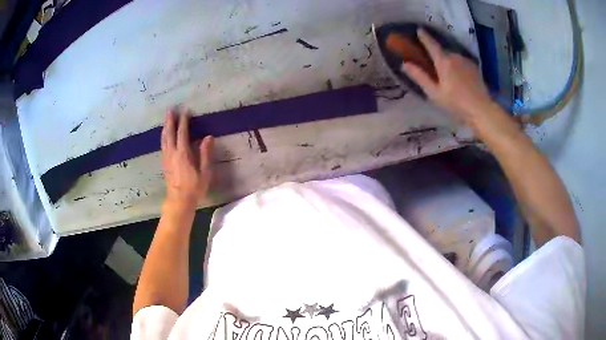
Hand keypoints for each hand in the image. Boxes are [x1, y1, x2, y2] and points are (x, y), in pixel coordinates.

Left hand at [161, 109, 213, 209]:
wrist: (179, 201)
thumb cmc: (194, 188)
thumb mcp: (205, 172)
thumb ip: (206, 154)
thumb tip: (209, 137)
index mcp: (183, 154)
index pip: (182, 133)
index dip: (183, 121)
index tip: (185, 111)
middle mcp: (172, 153)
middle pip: (169, 133)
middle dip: (170, 121)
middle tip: (170, 110)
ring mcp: (166, 159)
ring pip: (164, 139)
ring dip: (165, 128)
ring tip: (166, 120)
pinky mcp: (164, 164)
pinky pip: (162, 146)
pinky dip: (163, 137)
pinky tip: (164, 137)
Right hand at [403, 29, 494, 126]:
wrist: (481, 109)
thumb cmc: (456, 103)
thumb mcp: (434, 93)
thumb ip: (420, 77)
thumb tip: (405, 64)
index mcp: (443, 62)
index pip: (431, 44)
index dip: (424, 37)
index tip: (419, 29)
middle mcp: (454, 56)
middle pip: (442, 52)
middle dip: (437, 56)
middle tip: (435, 67)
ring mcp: (466, 61)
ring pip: (452, 57)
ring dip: (448, 62)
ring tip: (449, 76)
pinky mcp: (474, 67)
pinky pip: (461, 62)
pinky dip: (457, 66)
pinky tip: (460, 78)